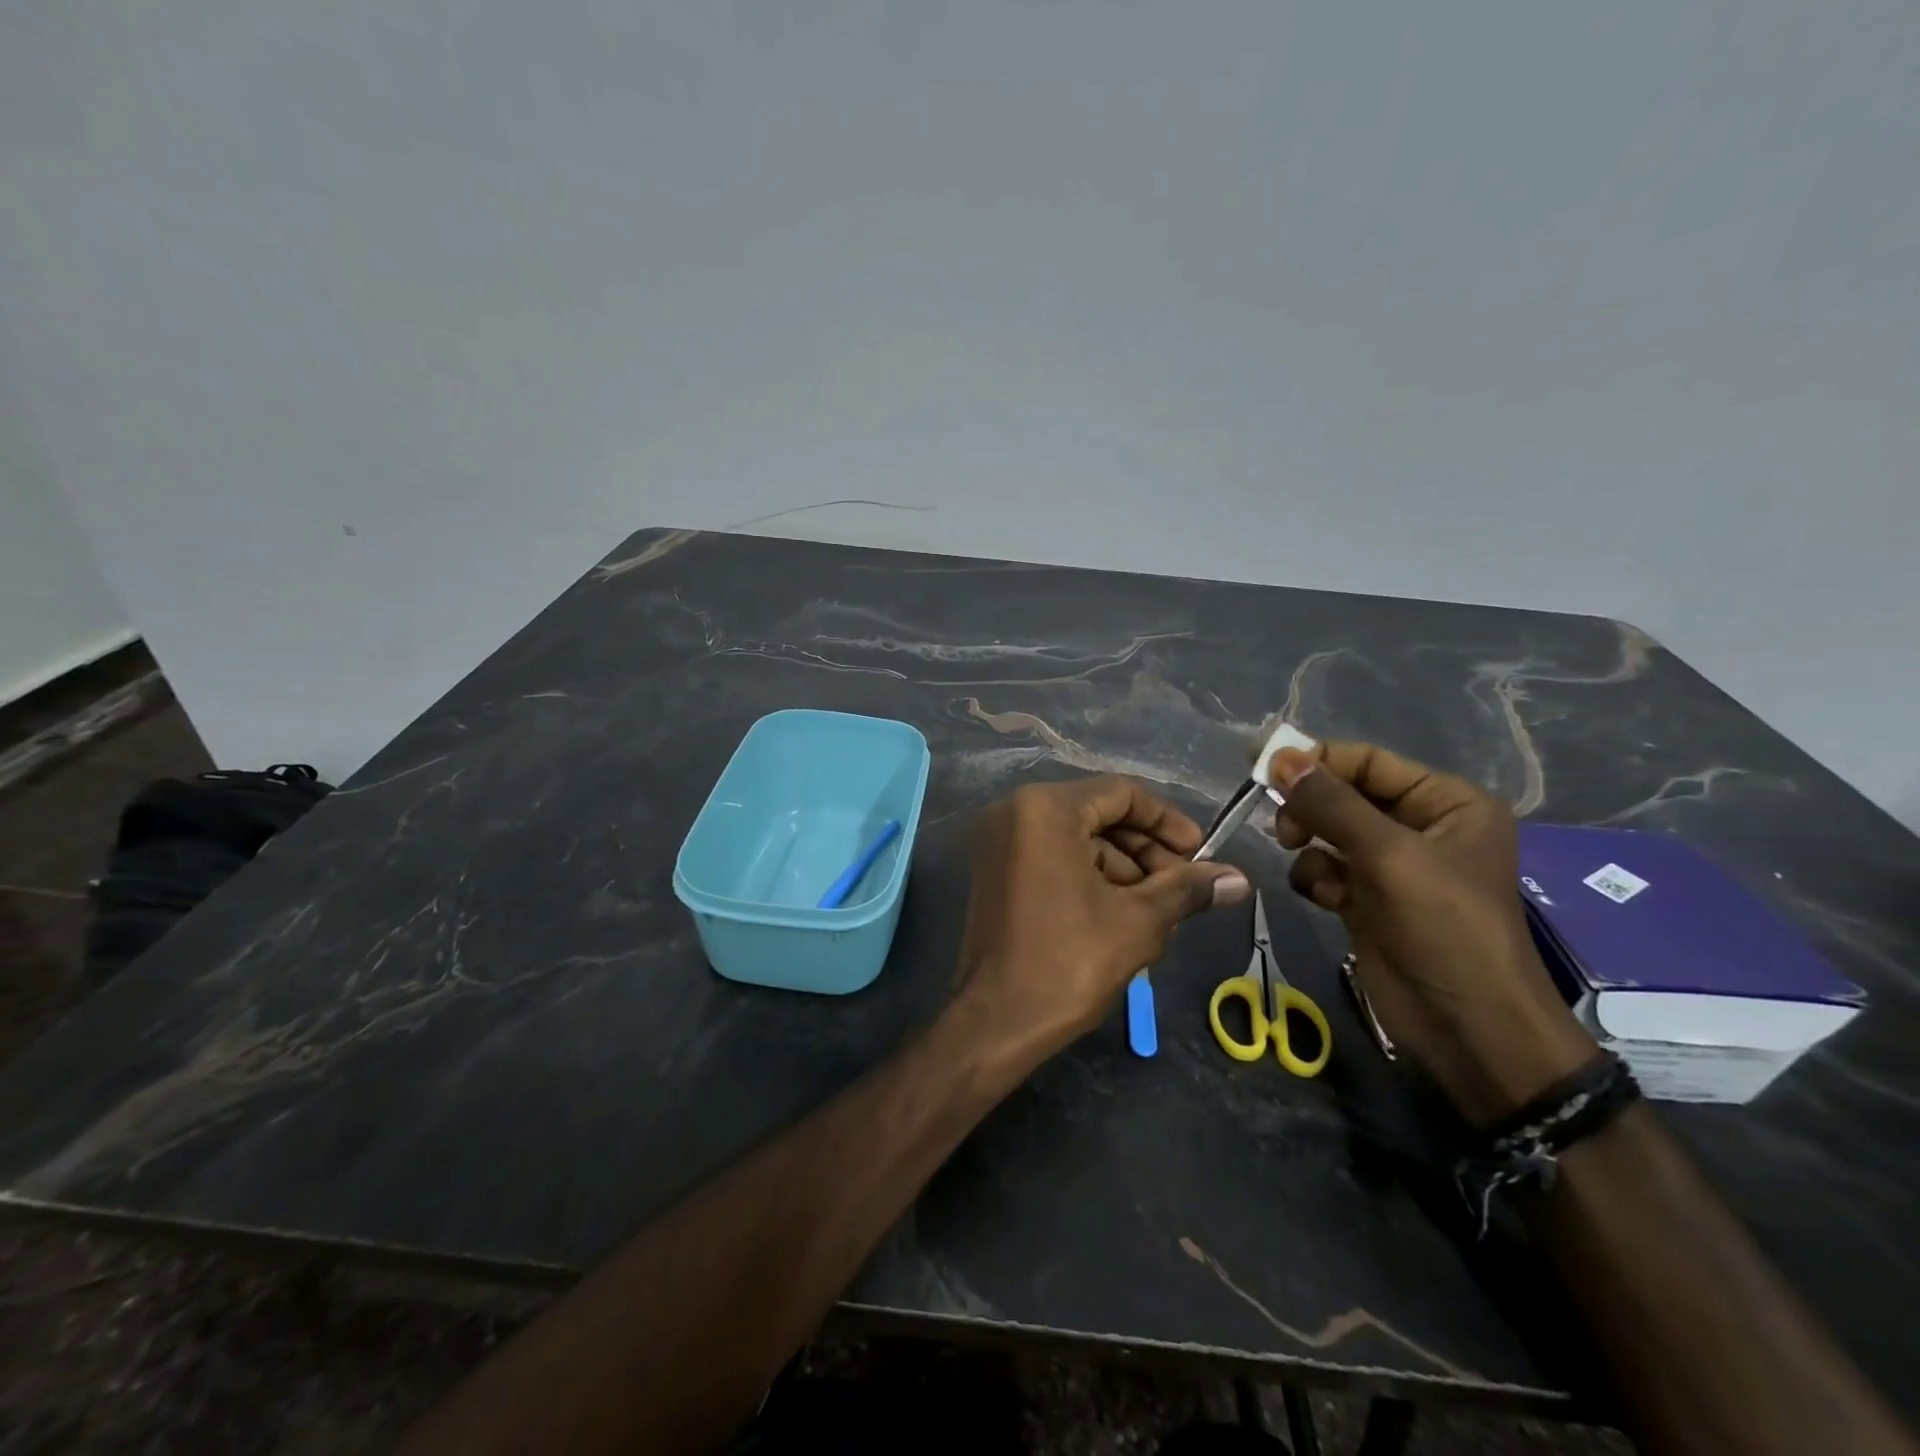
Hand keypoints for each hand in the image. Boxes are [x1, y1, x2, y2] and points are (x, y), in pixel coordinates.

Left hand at [952, 777, 1249, 1061]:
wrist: (995, 1022)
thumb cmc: (1068, 962)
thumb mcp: (1138, 921)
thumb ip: (1187, 890)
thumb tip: (1238, 878)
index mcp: (1045, 809)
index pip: (1121, 793)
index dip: (1167, 821)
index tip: (1200, 855)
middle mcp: (1014, 812)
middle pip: (1098, 814)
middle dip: (1146, 850)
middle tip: (1183, 888)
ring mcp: (999, 842)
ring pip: (1077, 839)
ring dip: (1122, 869)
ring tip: (1158, 912)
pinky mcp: (994, 871)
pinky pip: (1053, 857)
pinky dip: (1090, 877)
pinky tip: (1121, 916)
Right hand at [1269, 742, 1598, 1124]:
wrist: (1467, 1028)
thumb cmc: (1445, 929)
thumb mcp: (1389, 856)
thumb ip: (1331, 803)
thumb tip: (1277, 756)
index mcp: (1446, 802)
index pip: (1367, 762)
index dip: (1315, 760)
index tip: (1260, 766)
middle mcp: (1420, 826)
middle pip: (1342, 794)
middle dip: (1310, 808)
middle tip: (1285, 828)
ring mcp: (1392, 865)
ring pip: (1327, 831)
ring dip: (1310, 845)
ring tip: (1308, 864)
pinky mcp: (1368, 898)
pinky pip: (1325, 868)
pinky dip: (1317, 879)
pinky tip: (1329, 901)